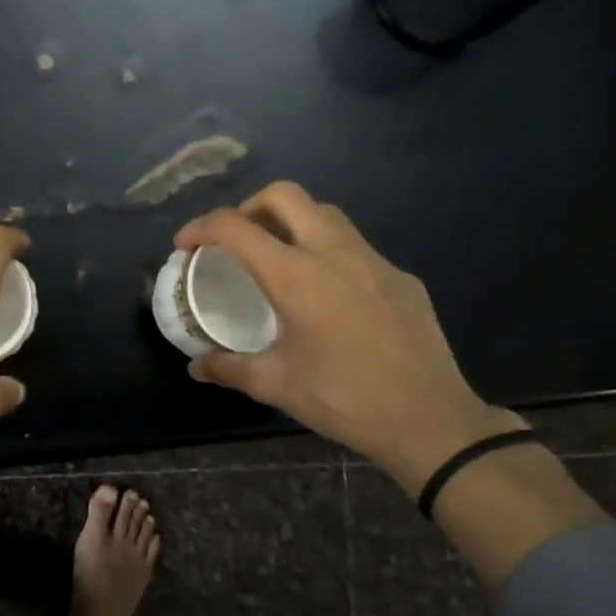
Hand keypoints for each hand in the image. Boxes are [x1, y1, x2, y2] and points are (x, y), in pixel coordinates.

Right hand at [175, 182, 524, 489]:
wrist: (430, 420)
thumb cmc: (344, 399)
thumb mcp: (277, 385)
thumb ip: (230, 368)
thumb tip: (196, 367)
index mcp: (295, 276)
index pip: (236, 228)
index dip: (201, 227)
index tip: (186, 245)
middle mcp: (333, 253)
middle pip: (285, 195)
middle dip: (249, 207)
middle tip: (235, 241)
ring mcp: (373, 260)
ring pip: (324, 214)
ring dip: (291, 222)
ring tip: (278, 258)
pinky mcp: (400, 277)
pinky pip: (355, 246)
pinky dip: (327, 252)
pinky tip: (328, 294)